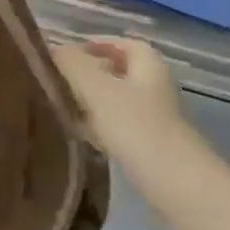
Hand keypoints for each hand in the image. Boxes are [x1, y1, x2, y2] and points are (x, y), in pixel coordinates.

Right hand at [54, 37, 196, 170]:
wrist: (176, 186)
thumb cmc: (137, 128)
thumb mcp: (97, 89)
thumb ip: (72, 64)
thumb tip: (52, 48)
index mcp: (148, 68)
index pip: (125, 44)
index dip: (97, 43)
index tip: (65, 52)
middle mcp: (154, 90)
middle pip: (119, 73)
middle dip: (88, 73)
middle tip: (55, 78)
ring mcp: (153, 121)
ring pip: (116, 102)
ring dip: (90, 101)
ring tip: (58, 104)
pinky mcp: (148, 148)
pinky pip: (117, 128)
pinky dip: (96, 127)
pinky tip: (76, 135)